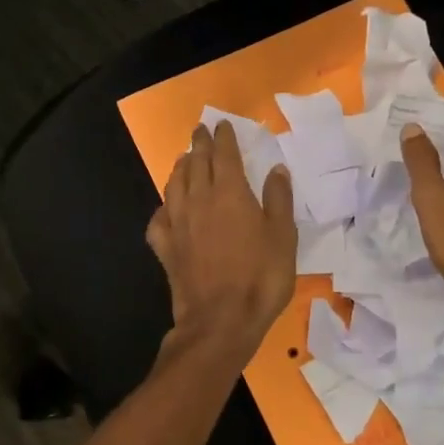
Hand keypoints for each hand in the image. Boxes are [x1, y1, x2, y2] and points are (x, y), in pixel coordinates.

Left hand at [146, 122, 297, 361]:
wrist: (220, 320)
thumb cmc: (260, 277)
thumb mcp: (283, 237)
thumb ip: (279, 199)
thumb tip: (276, 169)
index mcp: (230, 192)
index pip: (224, 154)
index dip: (223, 136)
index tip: (222, 124)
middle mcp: (199, 199)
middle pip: (196, 163)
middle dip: (199, 144)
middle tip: (200, 131)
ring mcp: (178, 223)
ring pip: (174, 184)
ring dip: (180, 168)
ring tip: (184, 159)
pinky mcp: (166, 247)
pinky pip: (159, 219)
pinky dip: (163, 207)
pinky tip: (167, 209)